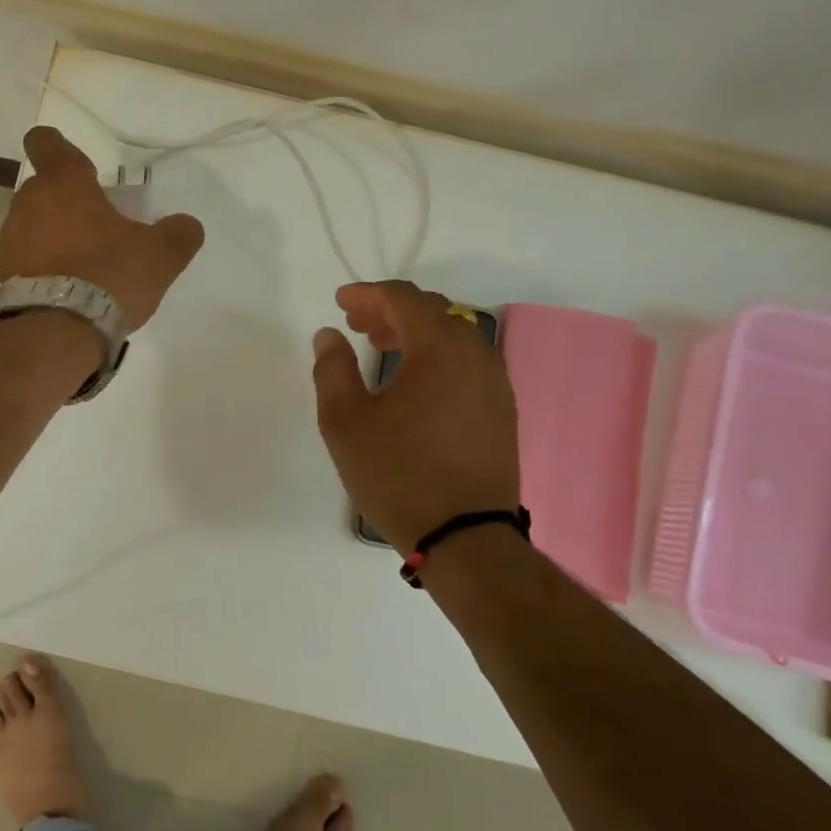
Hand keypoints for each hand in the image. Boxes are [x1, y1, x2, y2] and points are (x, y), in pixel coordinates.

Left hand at [0, 126, 205, 328]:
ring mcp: (12, 239)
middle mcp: (29, 203)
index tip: (78, 166)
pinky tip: (68, 287)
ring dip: (54, 234)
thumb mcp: (159, 257)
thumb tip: (187, 226)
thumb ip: (177, 235)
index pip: (46, 143)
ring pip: (33, 223)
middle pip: (43, 188)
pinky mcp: (7, 274)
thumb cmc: (108, 276)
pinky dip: (45, 264)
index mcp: (64, 183)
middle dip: (66, 201)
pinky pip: (28, 257)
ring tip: (84, 262)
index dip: (57, 147)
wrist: (59, 332)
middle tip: (97, 225)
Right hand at [311, 280, 520, 553]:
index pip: (403, 299)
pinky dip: (436, 357)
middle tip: (357, 325)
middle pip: (433, 311)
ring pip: (454, 336)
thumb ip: (333, 369)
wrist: (464, 536)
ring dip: (416, 333)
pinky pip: (467, 362)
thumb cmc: (397, 473)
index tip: (340, 303)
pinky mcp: (502, 410)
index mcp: (439, 348)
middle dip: (391, 311)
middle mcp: (476, 354)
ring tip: (382, 348)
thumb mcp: (345, 421)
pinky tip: (414, 383)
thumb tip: (329, 336)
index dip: (368, 294)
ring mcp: (495, 382)